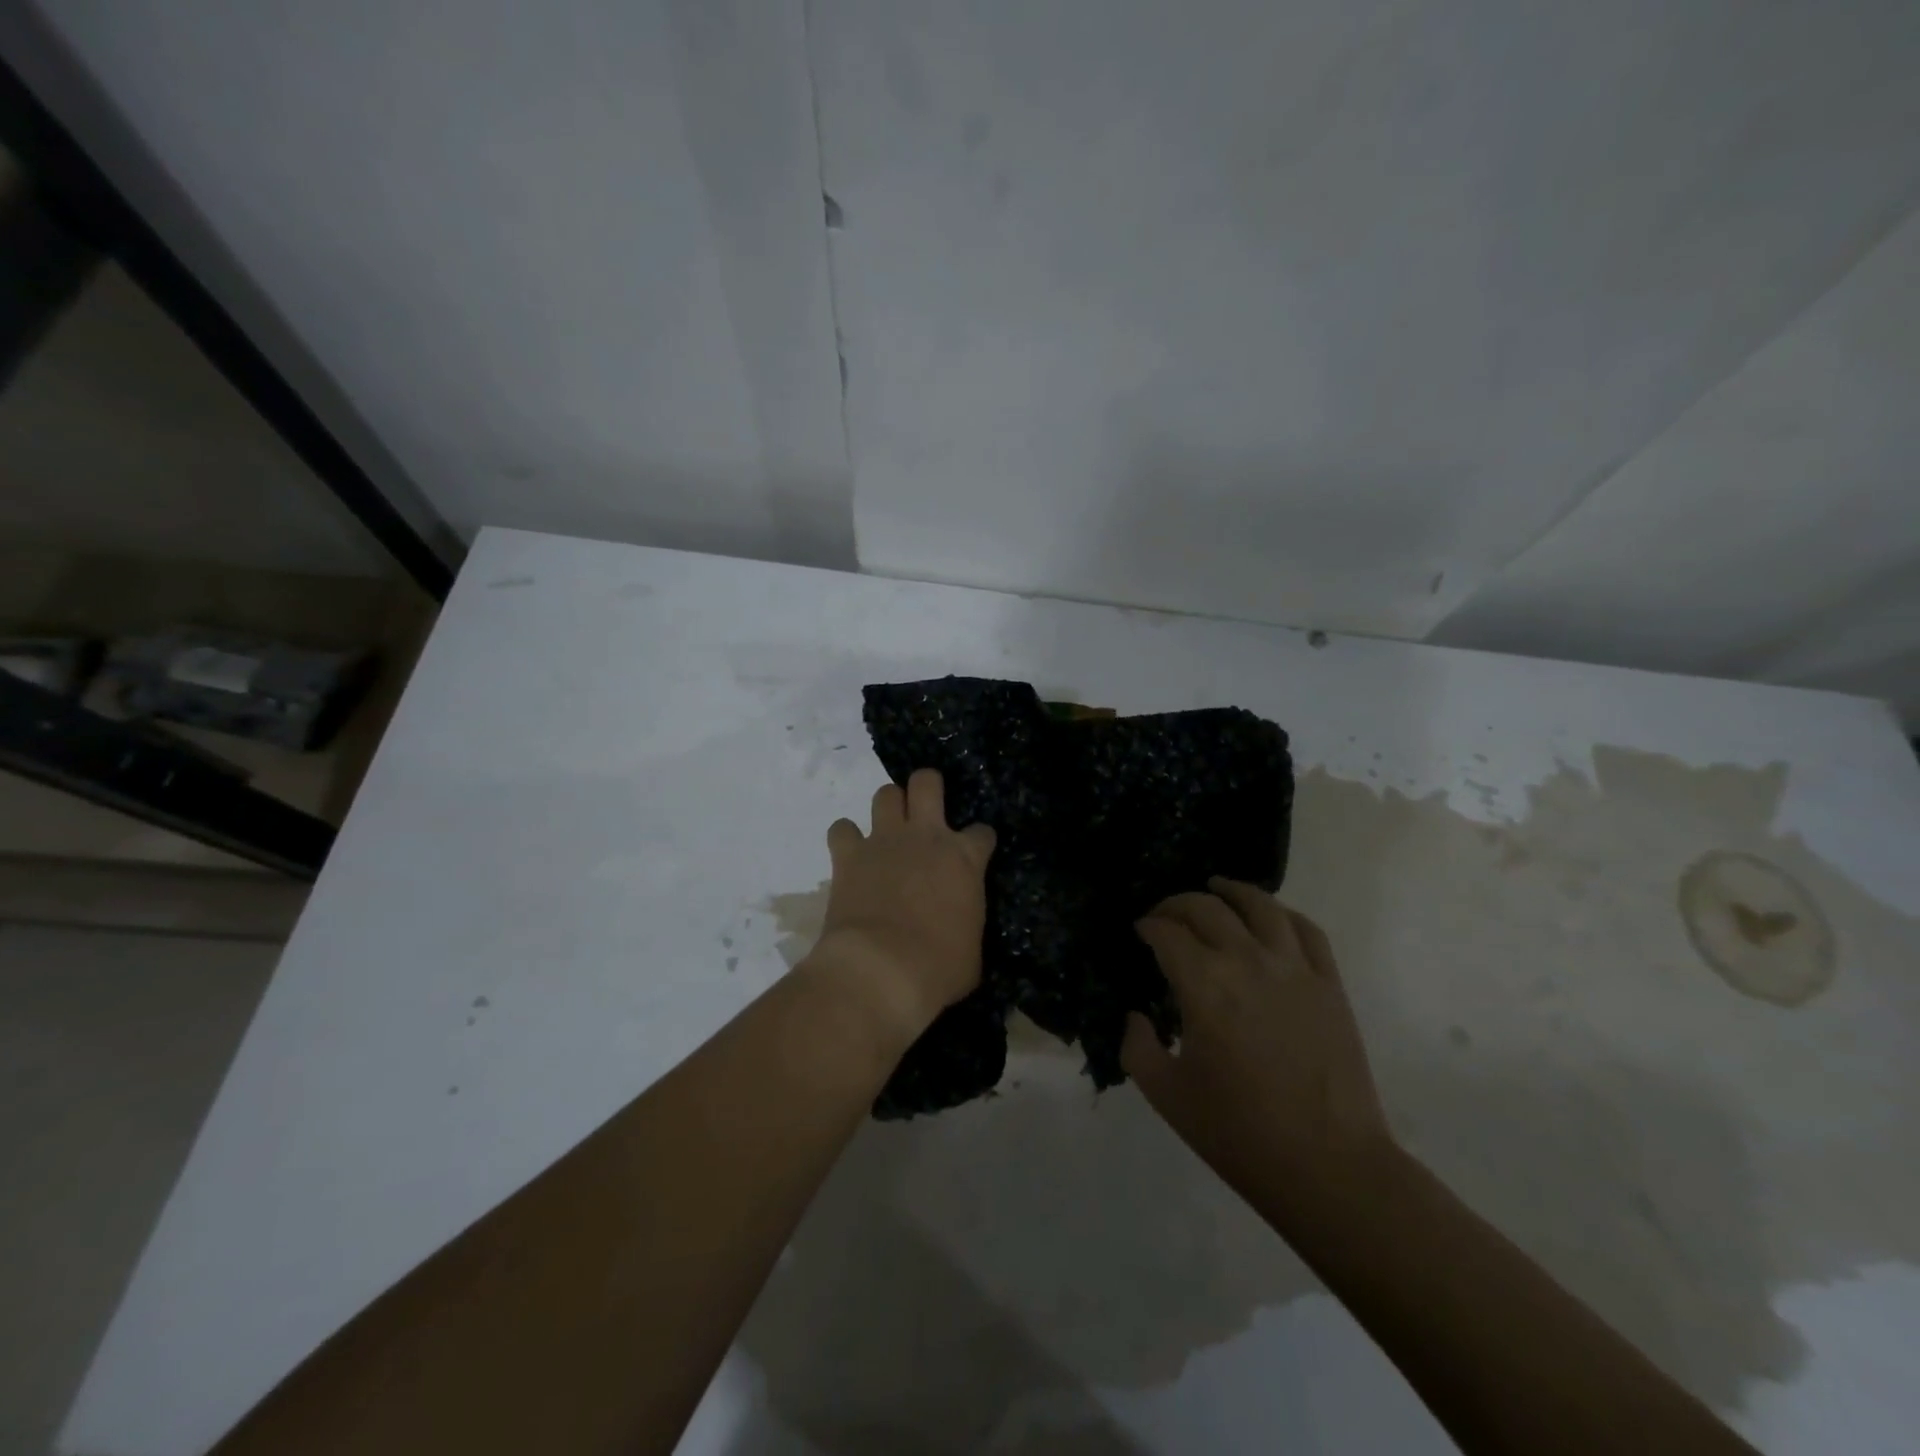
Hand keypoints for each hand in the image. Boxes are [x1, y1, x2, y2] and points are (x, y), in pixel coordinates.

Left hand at [801, 769, 995, 1052]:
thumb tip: (961, 931)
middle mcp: (926, 837)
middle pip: (926, 782)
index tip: (975, 854)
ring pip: (885, 794)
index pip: (982, 832)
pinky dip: (846, 838)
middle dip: (928, 787)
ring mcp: (885, 841)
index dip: (979, 841)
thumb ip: (968, 924)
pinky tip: (851, 854)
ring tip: (889, 829)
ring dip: (888, 807)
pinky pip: (841, 829)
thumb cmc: (939, 968)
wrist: (882, 970)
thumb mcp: (973, 951)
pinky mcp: (849, 855)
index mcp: (965, 859)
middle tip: (926, 809)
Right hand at [1123, 879, 1395, 1233]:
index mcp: (1203, 986)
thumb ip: (1137, 1046)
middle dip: (1177, 904)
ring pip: (1259, 905)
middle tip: (1165, 916)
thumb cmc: (1240, 1134)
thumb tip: (1136, 1016)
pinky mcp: (1330, 983)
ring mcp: (1294, 969)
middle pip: (1206, 908)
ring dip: (1230, 890)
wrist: (1329, 1168)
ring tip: (1216, 887)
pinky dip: (1282, 913)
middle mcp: (1247, 962)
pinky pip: (1306, 930)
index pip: (1166, 933)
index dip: (1147, 925)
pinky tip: (1270, 916)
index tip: (1140, 931)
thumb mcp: (1166, 1095)